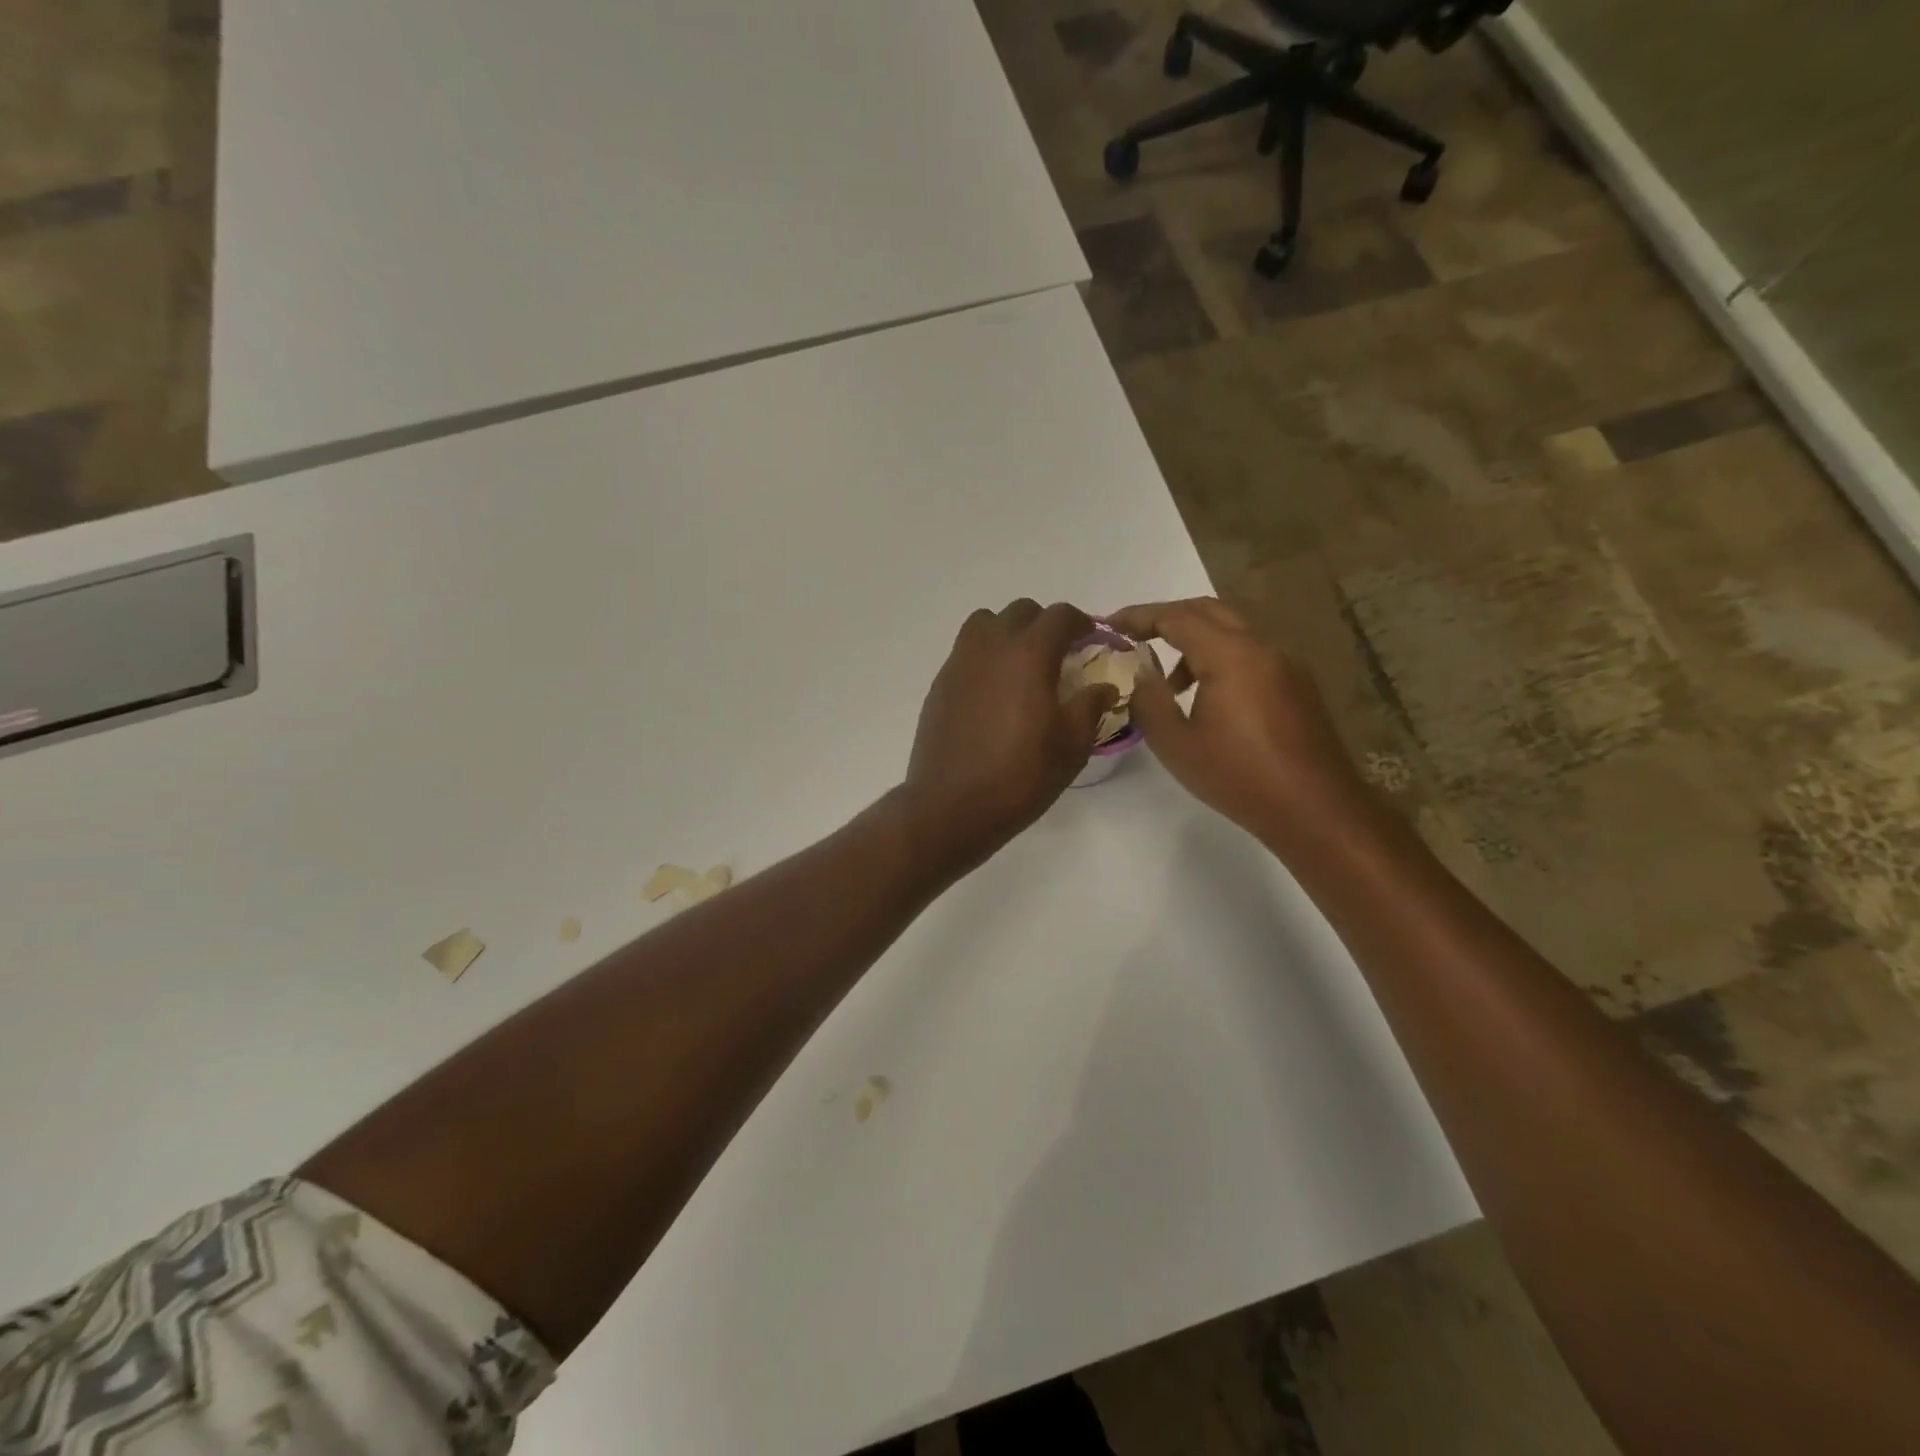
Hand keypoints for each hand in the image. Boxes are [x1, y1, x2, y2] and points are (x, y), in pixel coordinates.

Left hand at [900, 600, 1118, 874]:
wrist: (952, 805)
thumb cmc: (1020, 775)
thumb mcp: (1072, 745)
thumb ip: (1091, 706)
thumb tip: (1103, 686)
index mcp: (1028, 653)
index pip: (1060, 616)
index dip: (1081, 623)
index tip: (1091, 641)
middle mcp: (991, 646)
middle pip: (1021, 612)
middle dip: (1045, 625)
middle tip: (1059, 655)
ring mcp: (959, 662)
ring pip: (985, 623)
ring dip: (1008, 633)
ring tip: (1021, 666)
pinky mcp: (940, 684)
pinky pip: (966, 651)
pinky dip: (985, 656)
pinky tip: (994, 692)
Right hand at [1108, 598, 1370, 846]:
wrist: (1315, 810)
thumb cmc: (1239, 777)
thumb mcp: (1176, 744)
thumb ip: (1149, 701)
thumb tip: (1139, 674)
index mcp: (1231, 655)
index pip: (1176, 617)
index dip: (1139, 616)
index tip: (1109, 625)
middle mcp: (1262, 647)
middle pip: (1208, 611)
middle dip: (1167, 618)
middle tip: (1135, 637)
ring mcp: (1285, 665)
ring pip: (1232, 632)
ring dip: (1194, 642)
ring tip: (1169, 684)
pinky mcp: (1297, 685)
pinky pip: (1250, 654)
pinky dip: (1219, 659)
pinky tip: (1207, 700)